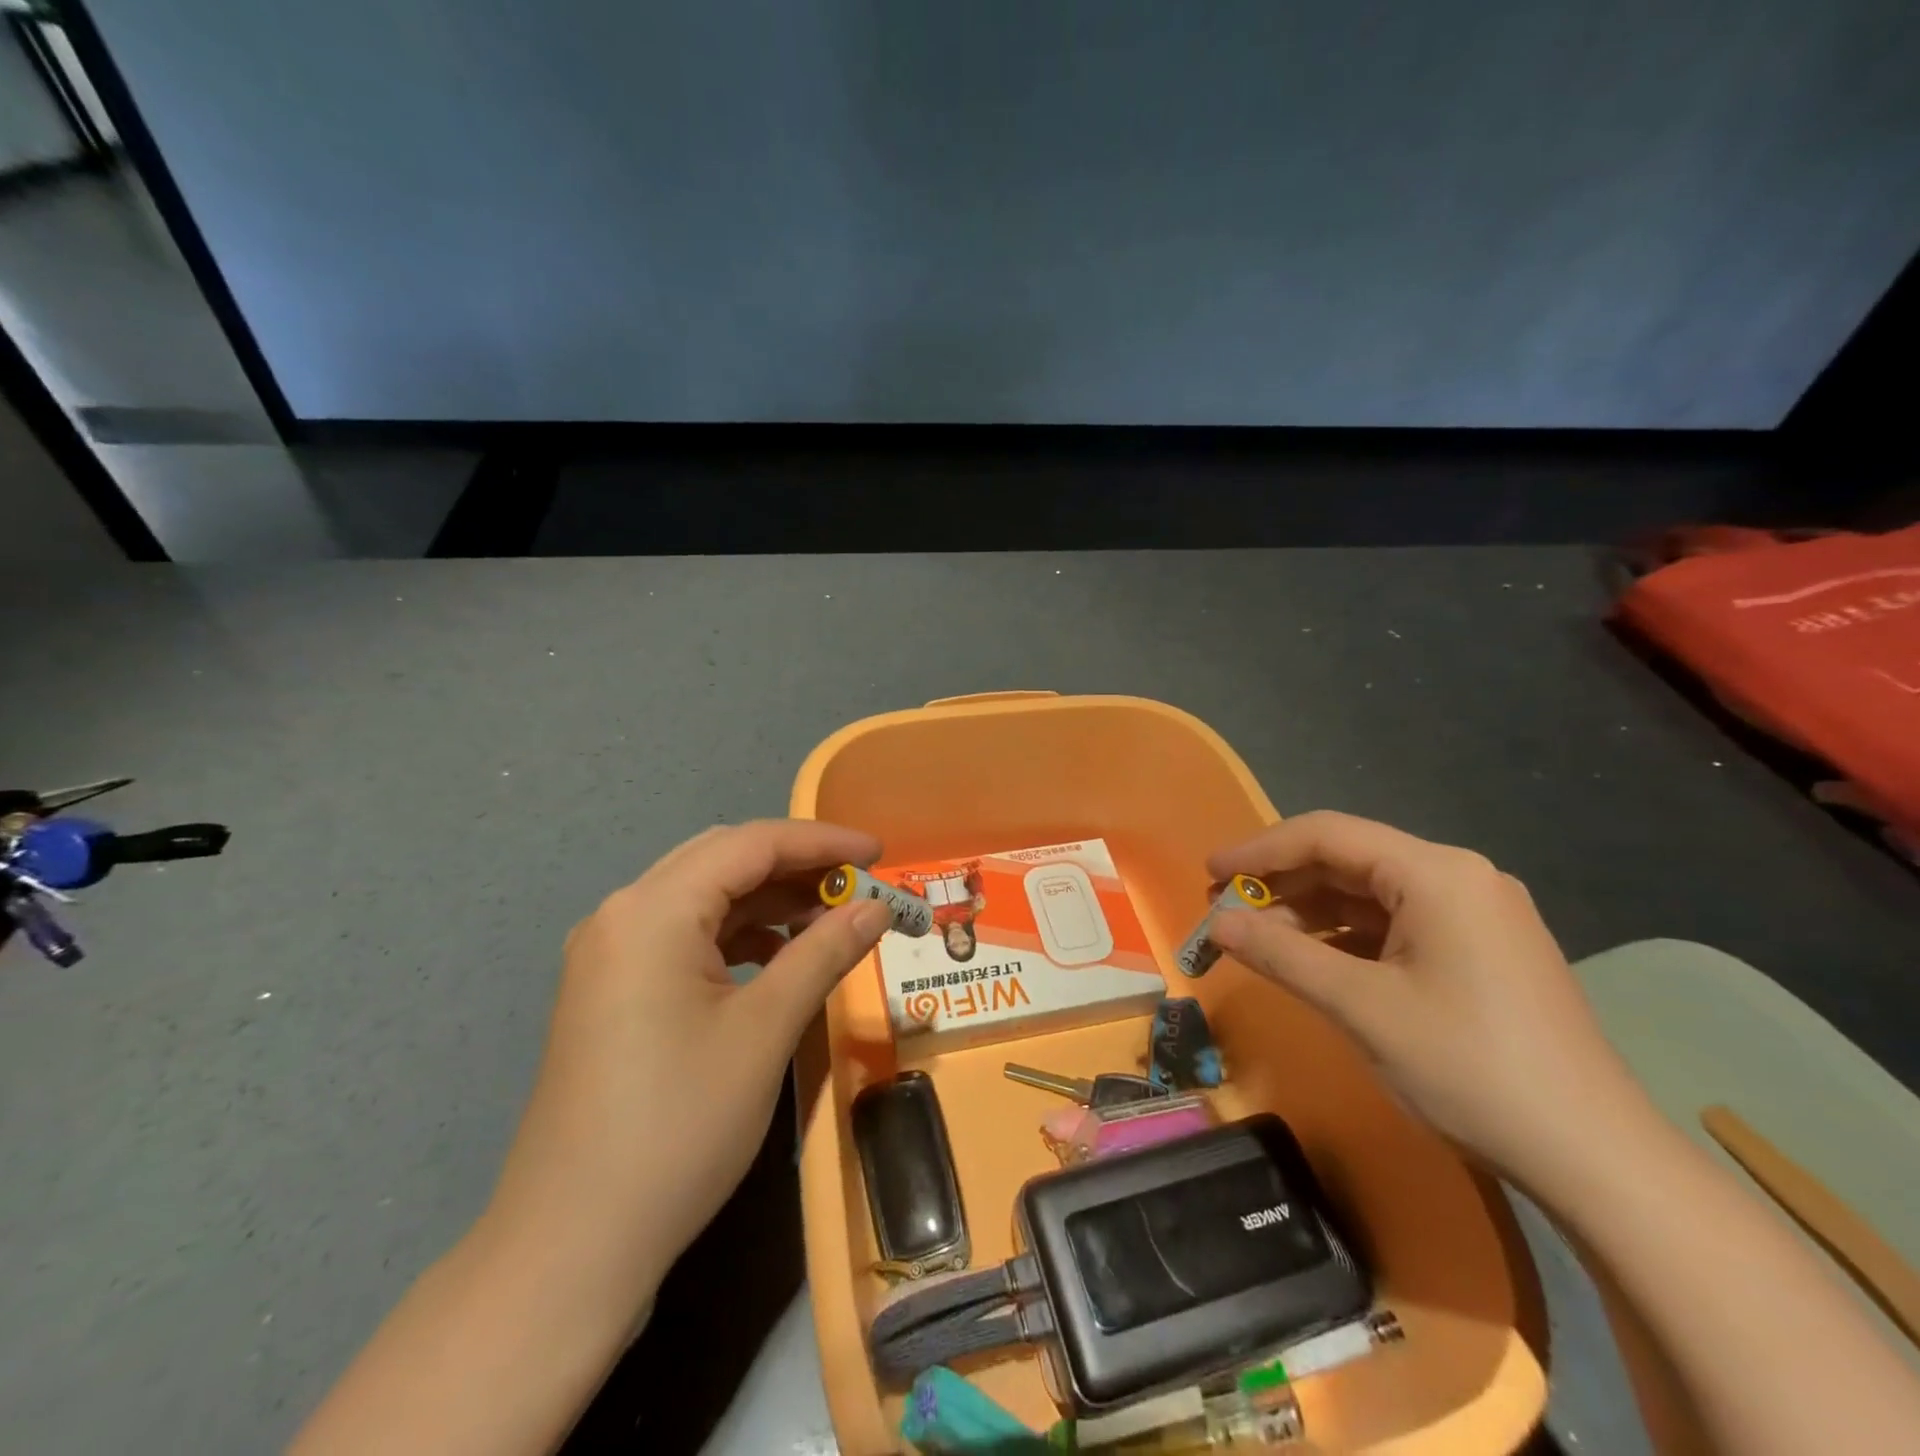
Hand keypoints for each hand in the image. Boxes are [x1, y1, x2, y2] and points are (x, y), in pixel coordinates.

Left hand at [485, 820, 892, 1319]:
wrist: (572, 1245)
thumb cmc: (678, 1127)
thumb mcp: (765, 1031)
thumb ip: (824, 953)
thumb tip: (877, 907)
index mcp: (651, 911)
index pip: (750, 844)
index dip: (821, 841)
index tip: (879, 853)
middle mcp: (622, 915)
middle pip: (723, 860)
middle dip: (796, 865)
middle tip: (858, 884)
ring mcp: (610, 954)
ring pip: (704, 897)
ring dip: (769, 900)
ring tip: (829, 920)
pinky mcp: (612, 991)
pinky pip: (685, 935)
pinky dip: (739, 935)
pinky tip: (778, 958)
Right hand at [1207, 811, 1644, 1185]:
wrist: (1596, 1158)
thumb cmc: (1469, 1067)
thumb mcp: (1361, 1007)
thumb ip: (1281, 955)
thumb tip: (1217, 925)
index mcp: (1436, 873)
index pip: (1326, 835)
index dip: (1258, 850)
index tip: (1208, 872)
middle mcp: (1459, 877)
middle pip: (1348, 860)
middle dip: (1281, 883)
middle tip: (1225, 909)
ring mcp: (1476, 914)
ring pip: (1370, 894)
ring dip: (1310, 911)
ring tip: (1257, 937)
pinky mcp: (1481, 950)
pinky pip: (1397, 924)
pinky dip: (1346, 936)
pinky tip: (1312, 959)